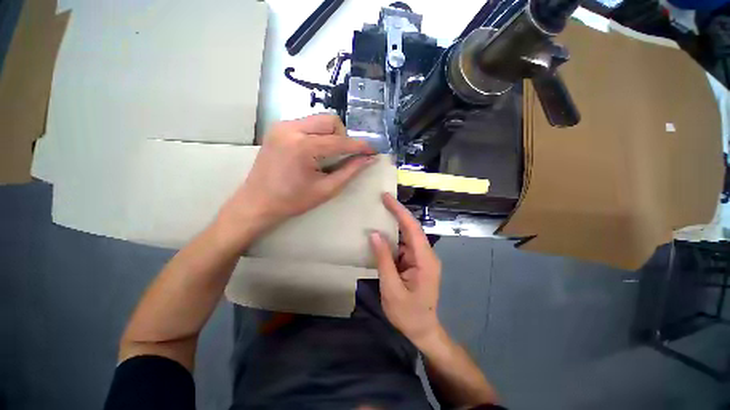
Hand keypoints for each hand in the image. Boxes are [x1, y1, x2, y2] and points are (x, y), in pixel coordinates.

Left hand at [218, 115, 374, 241]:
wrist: (258, 202)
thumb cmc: (293, 201)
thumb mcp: (326, 189)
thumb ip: (350, 171)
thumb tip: (369, 159)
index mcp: (303, 147)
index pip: (341, 141)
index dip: (360, 146)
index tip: (373, 150)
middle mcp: (291, 128)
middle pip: (330, 120)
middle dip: (343, 137)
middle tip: (343, 155)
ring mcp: (282, 126)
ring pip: (319, 120)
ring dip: (330, 135)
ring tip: (328, 155)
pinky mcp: (278, 128)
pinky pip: (307, 124)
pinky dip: (317, 135)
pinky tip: (314, 151)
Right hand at [369, 193, 442, 347]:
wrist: (423, 331)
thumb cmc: (408, 314)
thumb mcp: (391, 289)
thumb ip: (383, 260)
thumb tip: (375, 235)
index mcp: (425, 260)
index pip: (412, 229)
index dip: (399, 211)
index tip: (387, 197)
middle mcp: (426, 255)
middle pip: (411, 229)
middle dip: (397, 213)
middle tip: (381, 199)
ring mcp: (422, 258)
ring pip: (407, 236)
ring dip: (394, 225)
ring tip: (379, 212)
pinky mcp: (416, 262)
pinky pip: (403, 245)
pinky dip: (392, 238)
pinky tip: (381, 234)